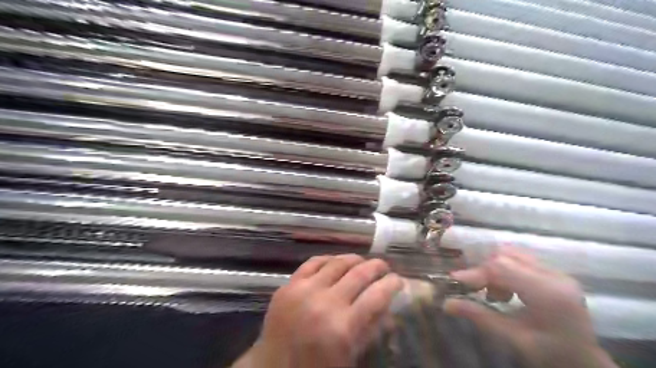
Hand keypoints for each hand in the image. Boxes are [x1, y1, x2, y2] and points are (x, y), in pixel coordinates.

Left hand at [233, 255, 401, 366]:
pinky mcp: (288, 285)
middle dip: (377, 266)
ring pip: (337, 263)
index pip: (377, 296)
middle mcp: (325, 303)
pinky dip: (328, 259)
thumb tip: (387, 306)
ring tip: (362, 261)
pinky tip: (336, 261)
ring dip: (354, 259)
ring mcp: (304, 290)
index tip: (398, 280)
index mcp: (343, 328)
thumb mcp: (350, 357)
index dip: (392, 284)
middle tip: (384, 266)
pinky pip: (313, 262)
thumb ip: (369, 330)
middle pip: (359, 274)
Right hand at [444, 248, 618, 366]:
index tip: (455, 280)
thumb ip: (479, 316)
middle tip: (479, 291)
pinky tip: (508, 290)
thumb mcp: (512, 338)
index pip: (502, 267)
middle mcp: (555, 276)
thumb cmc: (551, 355)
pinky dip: (506, 269)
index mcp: (548, 293)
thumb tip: (446, 304)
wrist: (585, 363)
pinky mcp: (555, 273)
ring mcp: (557, 272)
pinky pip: (521, 259)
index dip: (476, 271)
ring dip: (495, 268)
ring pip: (513, 253)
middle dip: (485, 270)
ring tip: (497, 294)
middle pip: (506, 255)